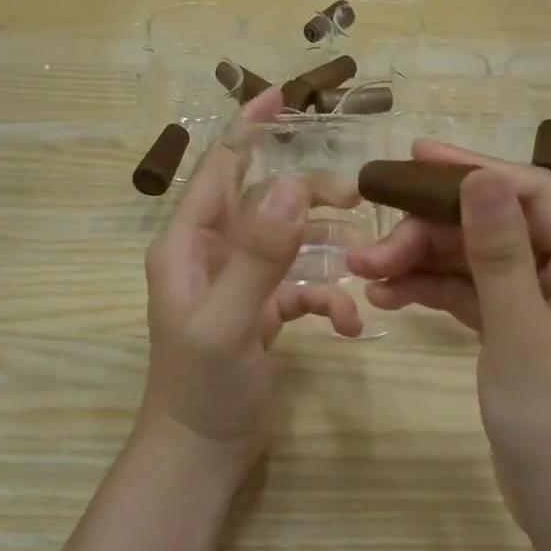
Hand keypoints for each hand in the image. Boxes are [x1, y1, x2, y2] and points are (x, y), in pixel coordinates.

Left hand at [140, 90, 363, 476]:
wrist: (202, 453)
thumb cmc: (201, 387)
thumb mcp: (227, 320)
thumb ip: (258, 254)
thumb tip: (292, 185)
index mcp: (188, 243)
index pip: (219, 168)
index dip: (249, 129)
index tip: (283, 96)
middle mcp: (211, 252)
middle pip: (266, 201)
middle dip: (308, 197)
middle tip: (354, 197)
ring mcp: (239, 281)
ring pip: (290, 242)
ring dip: (325, 249)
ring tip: (363, 259)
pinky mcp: (262, 310)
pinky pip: (301, 286)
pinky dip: (326, 297)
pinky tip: (347, 324)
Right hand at [346, 140, 550, 538]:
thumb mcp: (524, 336)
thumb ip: (500, 253)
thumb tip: (481, 177)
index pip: (533, 194)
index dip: (471, 170)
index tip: (411, 156)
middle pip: (496, 227)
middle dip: (430, 232)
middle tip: (368, 247)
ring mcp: (548, 306)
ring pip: (477, 262)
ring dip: (422, 263)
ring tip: (363, 273)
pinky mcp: (522, 333)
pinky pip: (473, 296)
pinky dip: (433, 293)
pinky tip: (387, 297)